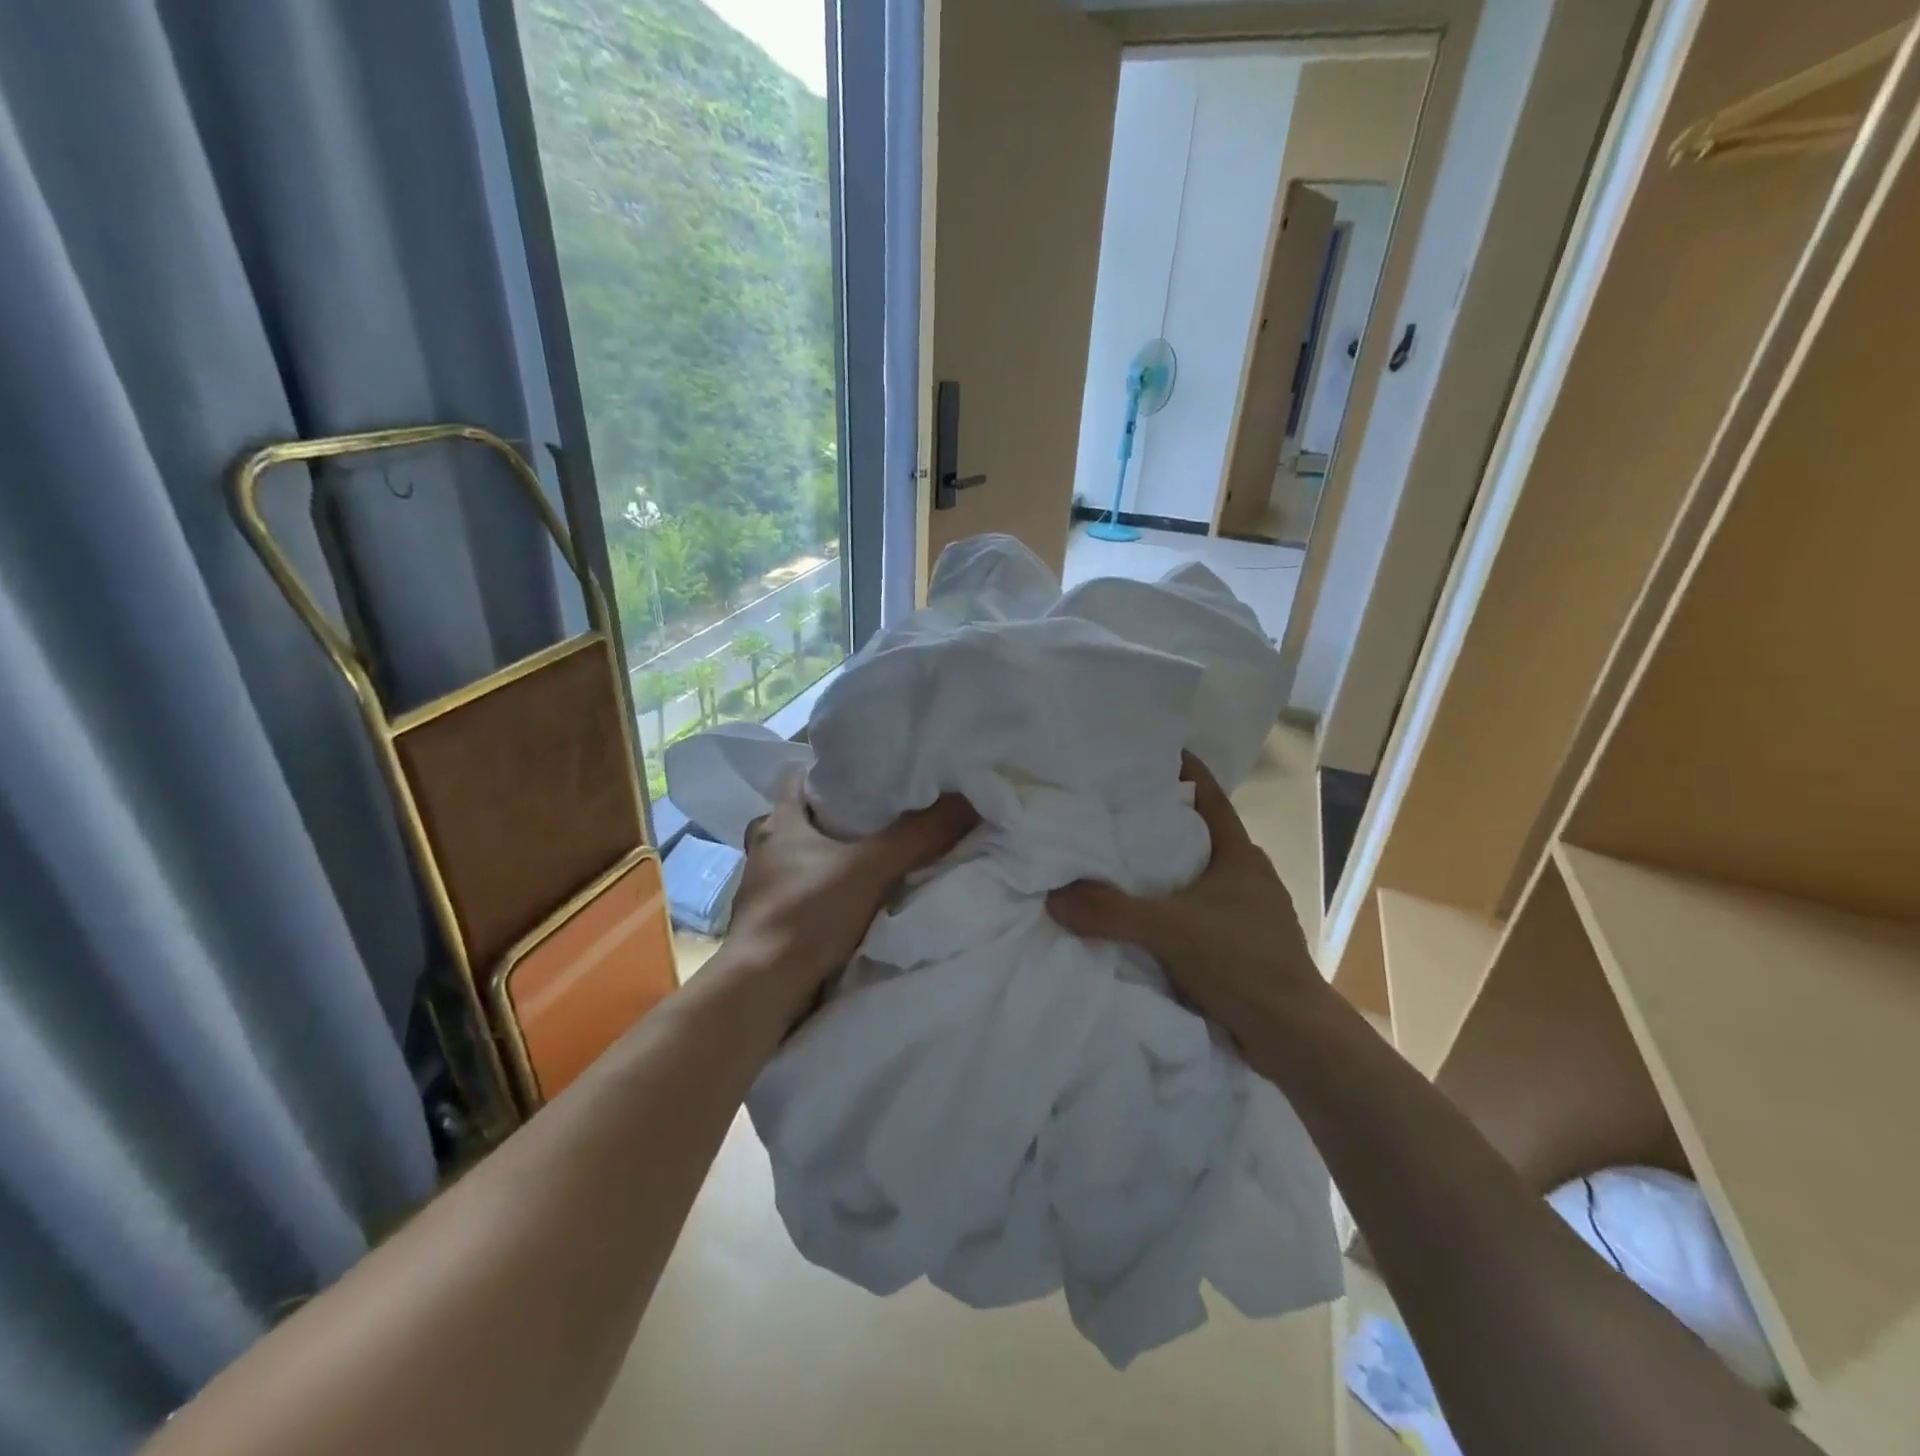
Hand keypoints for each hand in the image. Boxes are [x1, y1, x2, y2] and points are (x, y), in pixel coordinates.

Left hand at [727, 781, 976, 1014]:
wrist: (762, 992)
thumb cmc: (807, 915)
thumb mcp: (870, 868)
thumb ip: (919, 835)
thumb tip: (968, 799)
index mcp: (778, 823)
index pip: (801, 778)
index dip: (833, 772)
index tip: (872, 775)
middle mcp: (766, 850)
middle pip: (807, 819)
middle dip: (843, 817)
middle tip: (889, 815)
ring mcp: (767, 888)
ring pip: (808, 858)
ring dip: (837, 857)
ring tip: (882, 855)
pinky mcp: (775, 922)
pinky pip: (810, 892)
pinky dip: (832, 891)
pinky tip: (863, 898)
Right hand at [1046, 754, 1326, 1043]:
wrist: (1295, 1038)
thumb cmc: (1242, 963)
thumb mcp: (1170, 930)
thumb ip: (1111, 911)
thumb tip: (1054, 896)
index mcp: (1240, 857)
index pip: (1210, 799)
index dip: (1184, 774)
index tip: (1152, 754)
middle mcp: (1248, 877)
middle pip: (1202, 836)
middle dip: (1165, 824)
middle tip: (1115, 812)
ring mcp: (1250, 915)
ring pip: (1200, 878)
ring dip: (1168, 871)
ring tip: (1121, 864)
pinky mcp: (1245, 949)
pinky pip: (1200, 914)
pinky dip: (1174, 909)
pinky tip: (1145, 919)